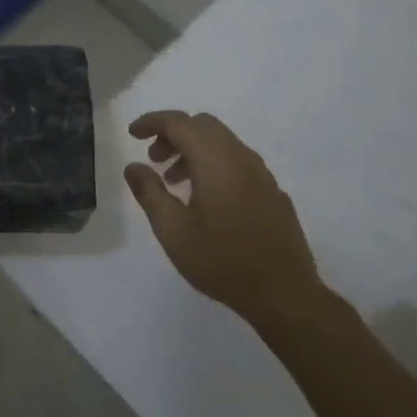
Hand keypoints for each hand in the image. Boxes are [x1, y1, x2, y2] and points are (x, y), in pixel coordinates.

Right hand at [123, 110, 330, 328]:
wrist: (284, 294)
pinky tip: (207, 199)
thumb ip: (150, 193)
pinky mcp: (273, 192)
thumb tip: (134, 166)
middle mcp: (241, 158)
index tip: (132, 134)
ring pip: (223, 143)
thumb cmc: (221, 262)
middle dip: (174, 134)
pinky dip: (214, 164)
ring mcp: (262, 174)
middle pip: (204, 125)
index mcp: (215, 162)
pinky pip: (238, 161)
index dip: (153, 122)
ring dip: (194, 150)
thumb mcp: (173, 231)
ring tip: (175, 182)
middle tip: (154, 159)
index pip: (180, 123)